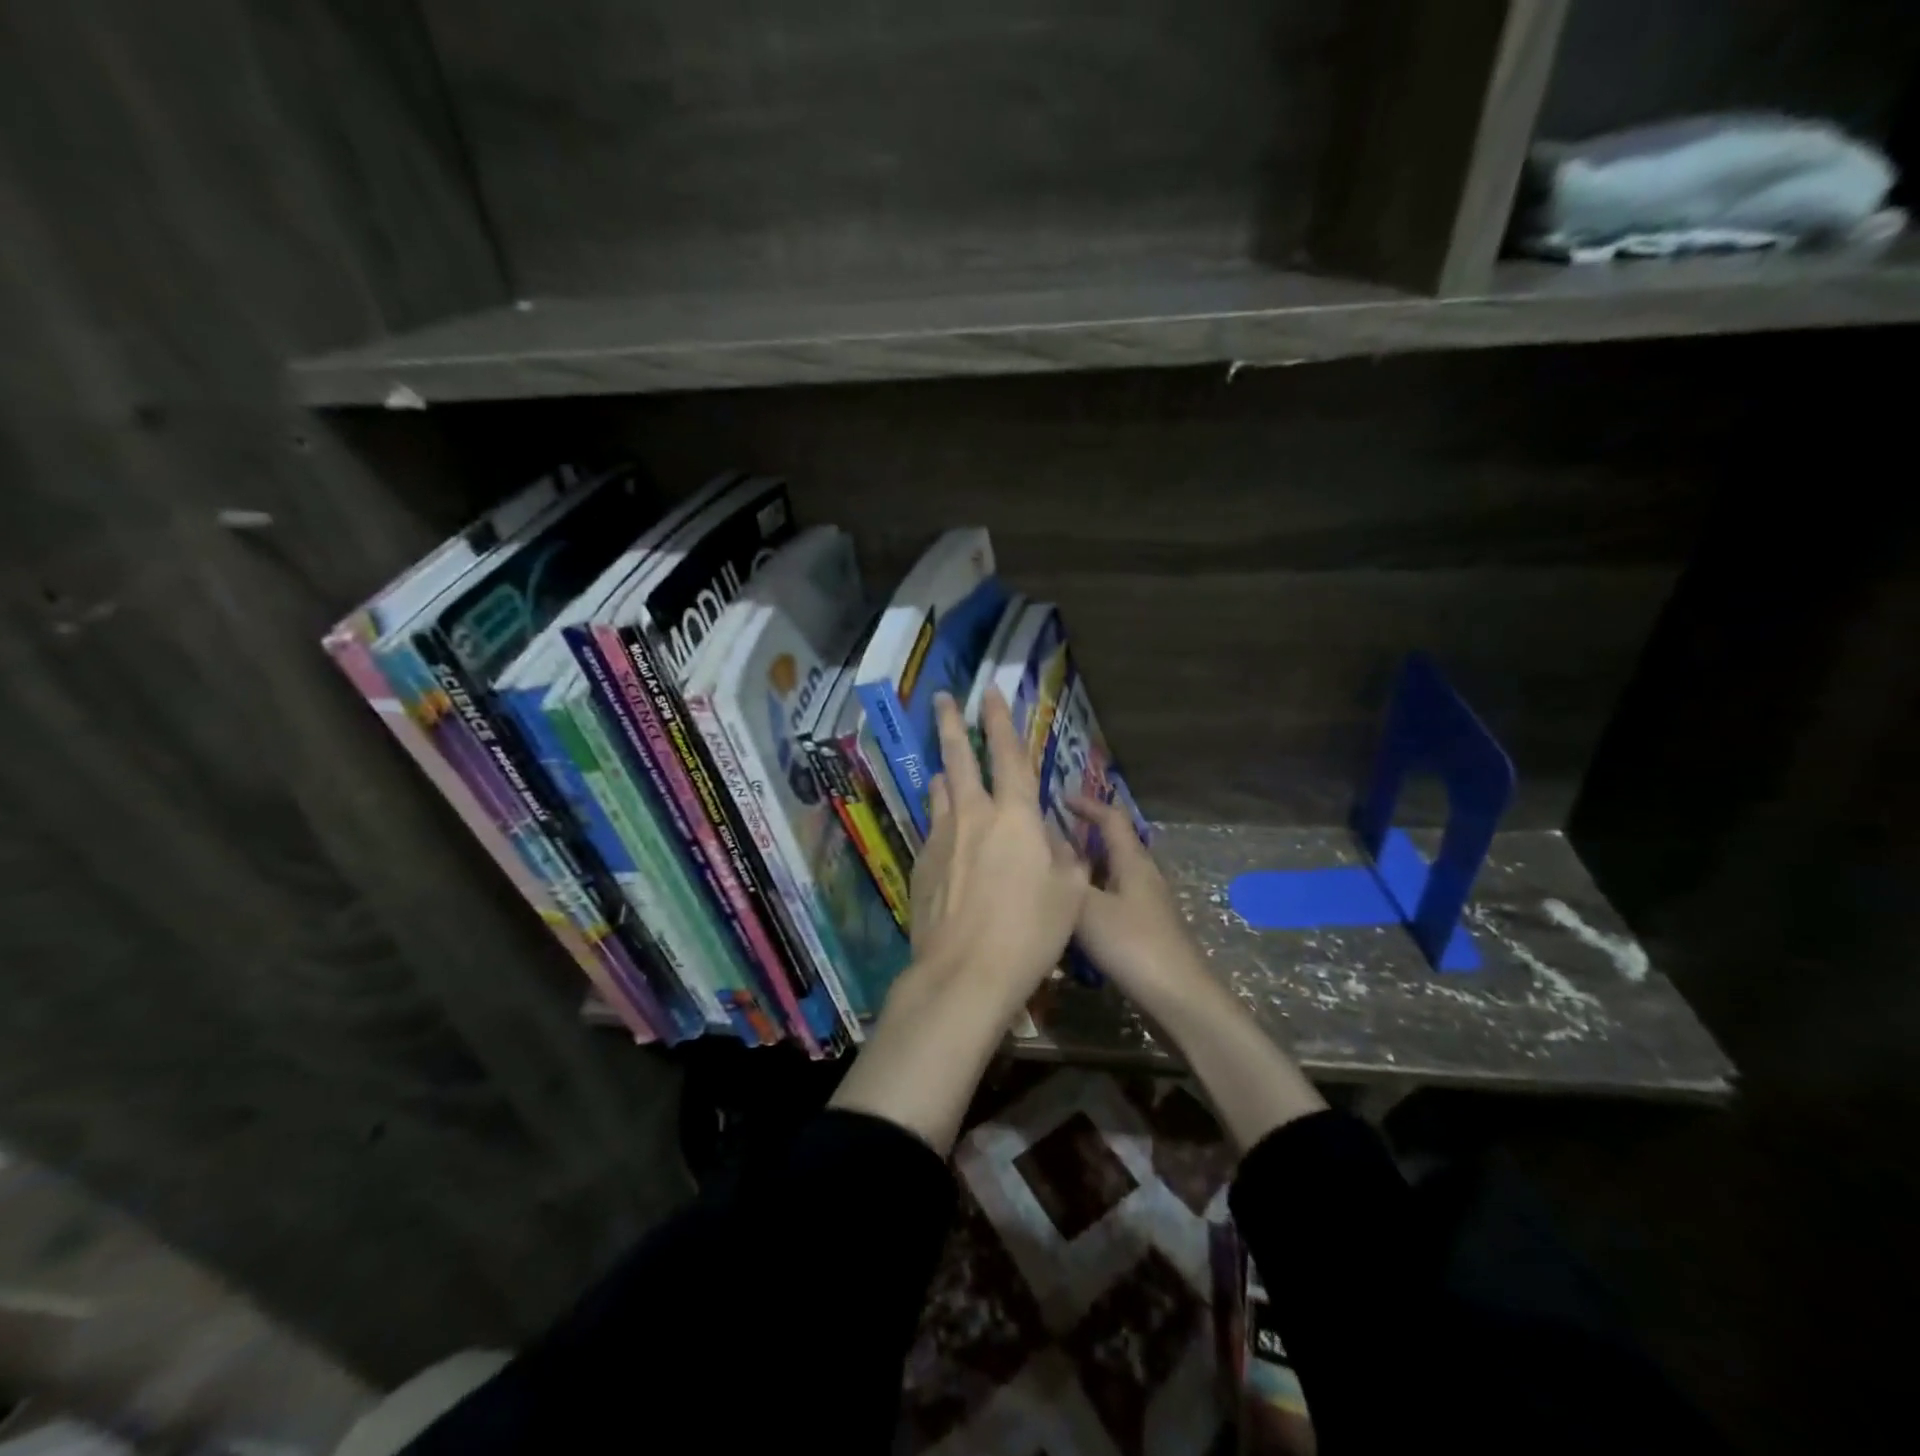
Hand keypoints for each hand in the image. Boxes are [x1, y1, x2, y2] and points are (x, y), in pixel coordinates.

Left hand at [907, 688, 1089, 1023]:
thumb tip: (1051, 838)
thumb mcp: (1069, 893)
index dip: (1000, 720)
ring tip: (944, 769)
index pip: (1008, 754)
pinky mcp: (920, 866)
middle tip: (942, 699)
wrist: (964, 973)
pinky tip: (949, 841)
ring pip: (939, 793)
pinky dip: (942, 823)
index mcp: (1014, 816)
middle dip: (951, 724)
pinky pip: (933, 831)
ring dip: (944, 775)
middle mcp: (972, 816)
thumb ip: (1063, 856)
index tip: (990, 692)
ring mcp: (940, 839)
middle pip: (958, 758)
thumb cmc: (1029, 932)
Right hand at [1068, 793, 1326, 1148]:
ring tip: (1053, 875)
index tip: (1059, 797)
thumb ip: (1066, 877)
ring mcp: (1147, 905)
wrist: (1178, 999)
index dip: (1087, 805)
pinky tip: (1072, 917)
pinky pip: (1112, 902)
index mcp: (1132, 862)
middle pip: (1113, 845)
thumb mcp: (1088, 908)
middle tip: (1048, 838)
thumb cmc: (1133, 945)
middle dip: (1083, 837)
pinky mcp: (1146, 931)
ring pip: (1111, 876)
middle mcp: (1143, 877)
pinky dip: (1091, 899)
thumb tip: (1046, 846)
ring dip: (1085, 870)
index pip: (1111, 818)